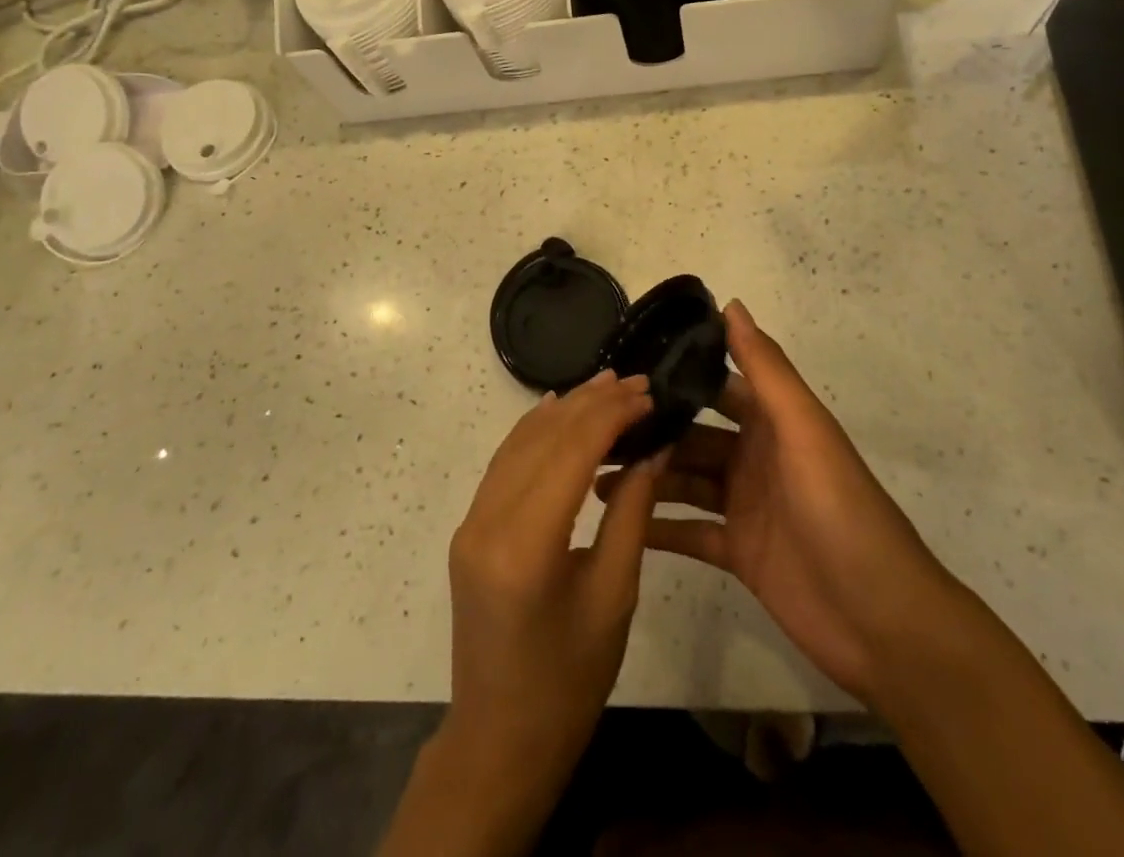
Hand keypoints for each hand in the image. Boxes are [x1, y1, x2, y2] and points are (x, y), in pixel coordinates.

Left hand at [446, 370, 666, 780]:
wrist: (499, 740)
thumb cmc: (569, 681)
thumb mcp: (614, 596)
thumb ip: (631, 513)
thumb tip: (653, 447)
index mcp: (525, 544)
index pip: (571, 450)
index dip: (611, 414)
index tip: (647, 393)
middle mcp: (487, 520)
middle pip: (543, 438)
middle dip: (591, 403)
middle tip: (635, 382)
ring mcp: (471, 521)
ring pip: (520, 442)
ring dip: (564, 410)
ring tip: (606, 385)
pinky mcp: (470, 527)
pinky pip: (505, 463)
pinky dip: (534, 431)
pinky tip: (558, 412)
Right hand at [598, 301, 956, 704]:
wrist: (884, 622)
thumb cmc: (842, 511)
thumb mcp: (804, 430)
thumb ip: (766, 369)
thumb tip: (730, 303)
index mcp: (773, 422)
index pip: (717, 385)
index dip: (677, 374)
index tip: (625, 368)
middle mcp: (755, 457)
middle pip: (692, 436)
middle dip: (651, 431)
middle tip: (596, 431)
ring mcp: (745, 506)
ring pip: (685, 481)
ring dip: (647, 478)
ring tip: (594, 477)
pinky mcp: (739, 552)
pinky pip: (689, 533)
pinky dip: (658, 528)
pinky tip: (617, 524)